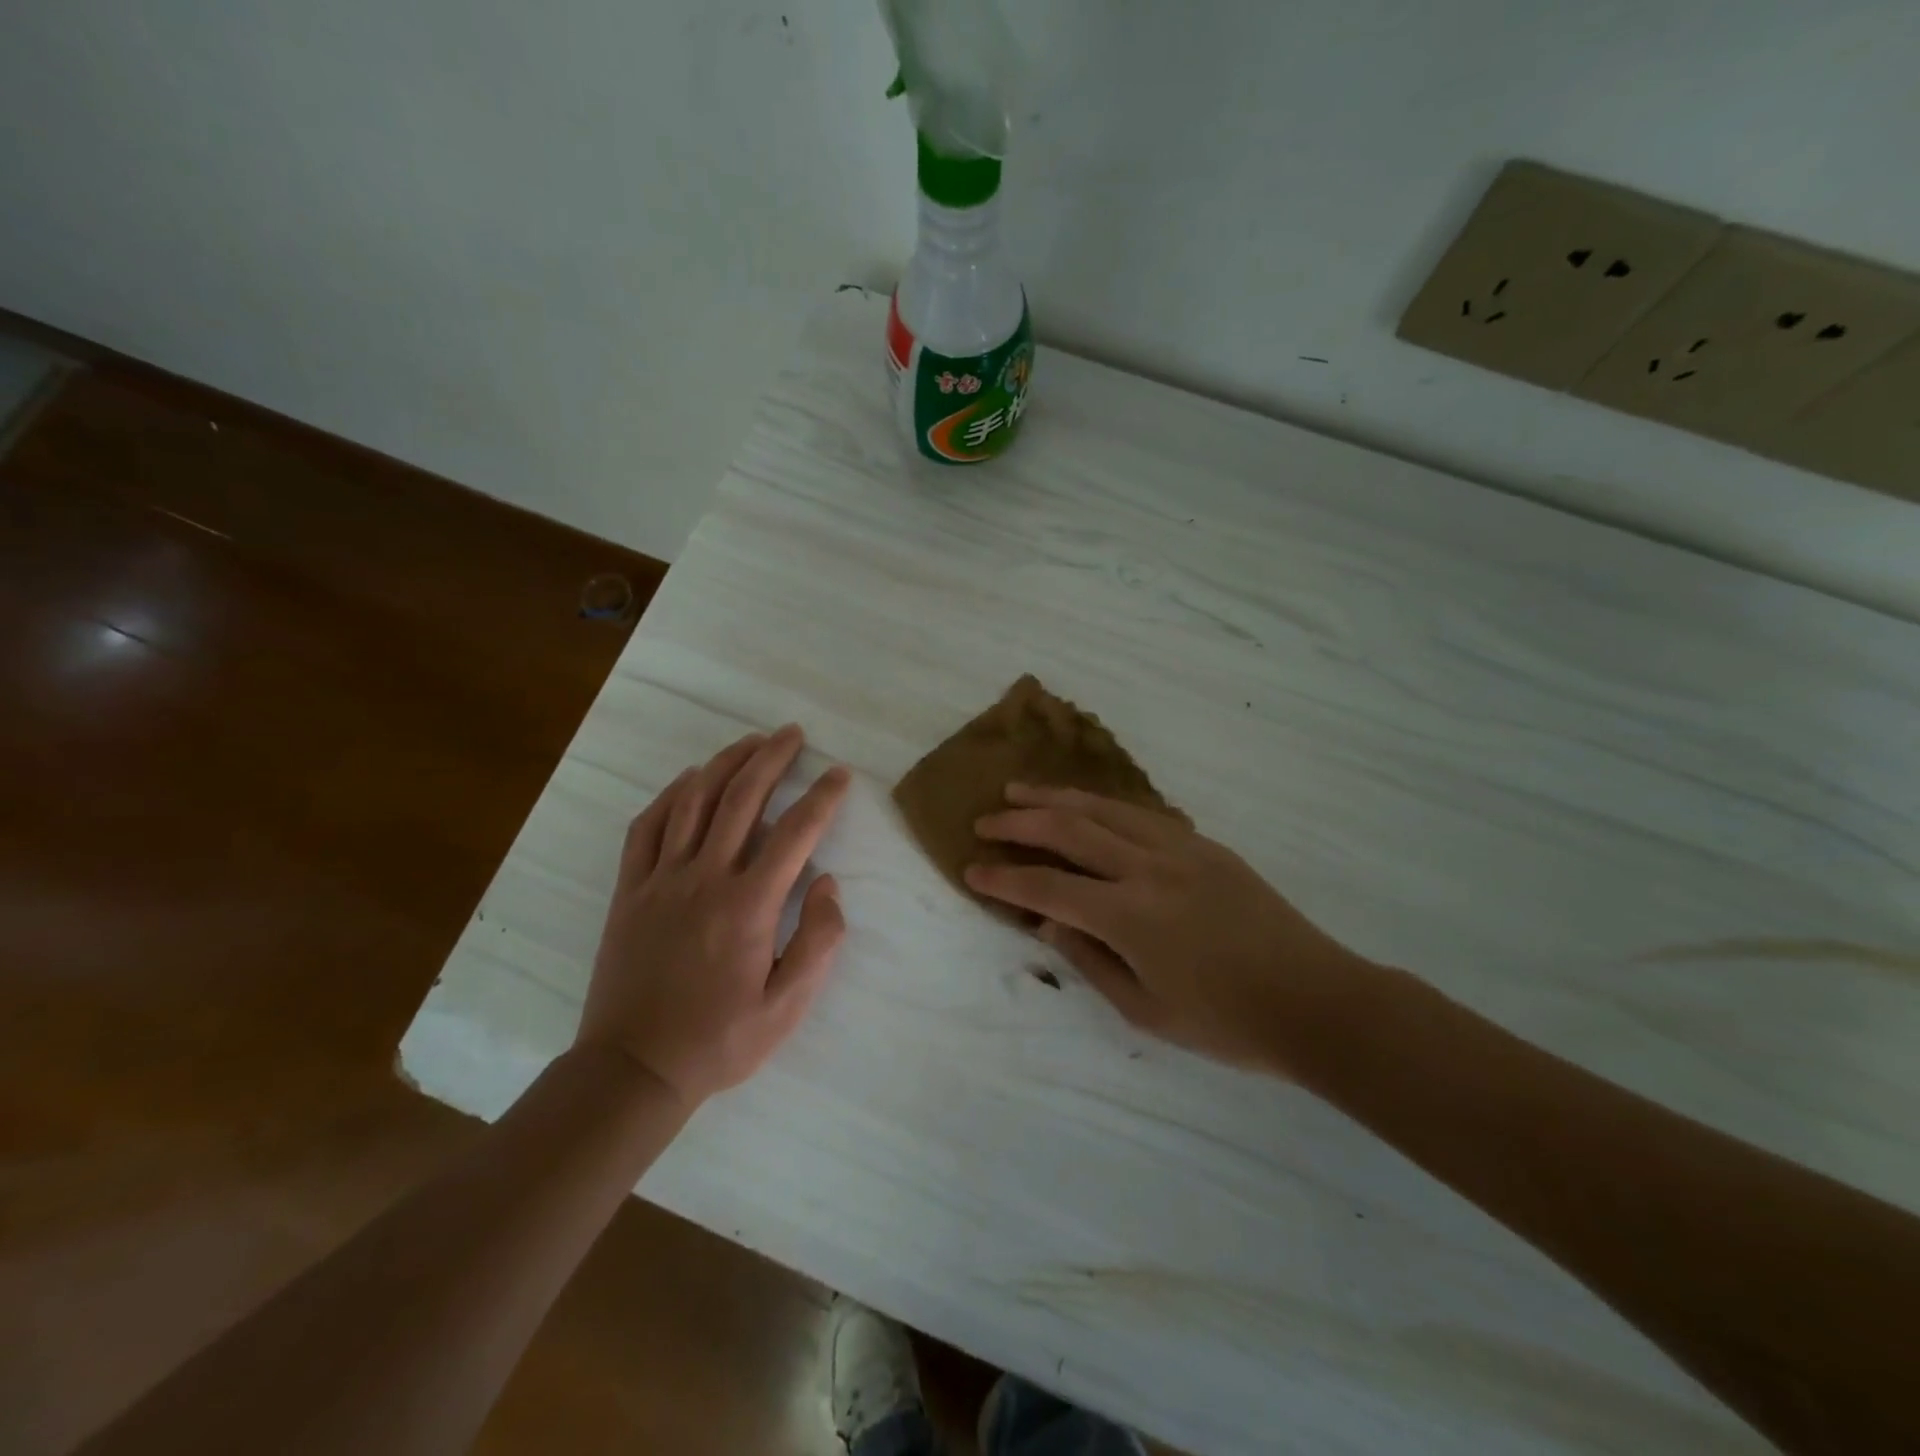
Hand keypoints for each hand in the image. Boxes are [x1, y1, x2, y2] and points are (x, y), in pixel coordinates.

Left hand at [576, 726, 851, 1104]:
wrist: (633, 1068)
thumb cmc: (719, 1040)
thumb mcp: (787, 1007)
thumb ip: (818, 942)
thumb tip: (827, 884)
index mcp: (748, 905)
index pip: (795, 833)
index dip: (822, 797)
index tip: (839, 774)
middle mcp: (704, 878)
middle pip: (741, 799)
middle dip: (771, 758)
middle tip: (792, 734)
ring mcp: (660, 880)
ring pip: (693, 802)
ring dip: (724, 764)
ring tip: (749, 742)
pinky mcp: (629, 891)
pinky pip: (647, 827)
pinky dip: (670, 795)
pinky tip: (688, 780)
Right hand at [966, 783, 1366, 1071]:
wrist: (1315, 1000)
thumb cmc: (1227, 1022)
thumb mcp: (1146, 1010)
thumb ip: (1090, 961)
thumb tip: (1049, 924)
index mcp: (1129, 915)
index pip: (1047, 886)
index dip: (1004, 877)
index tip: (972, 869)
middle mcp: (1148, 868)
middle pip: (1069, 829)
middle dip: (1020, 821)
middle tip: (986, 818)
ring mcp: (1179, 849)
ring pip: (1104, 808)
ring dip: (1057, 797)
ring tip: (1022, 790)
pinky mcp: (1204, 845)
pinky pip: (1141, 814)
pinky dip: (1104, 805)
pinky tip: (1089, 806)